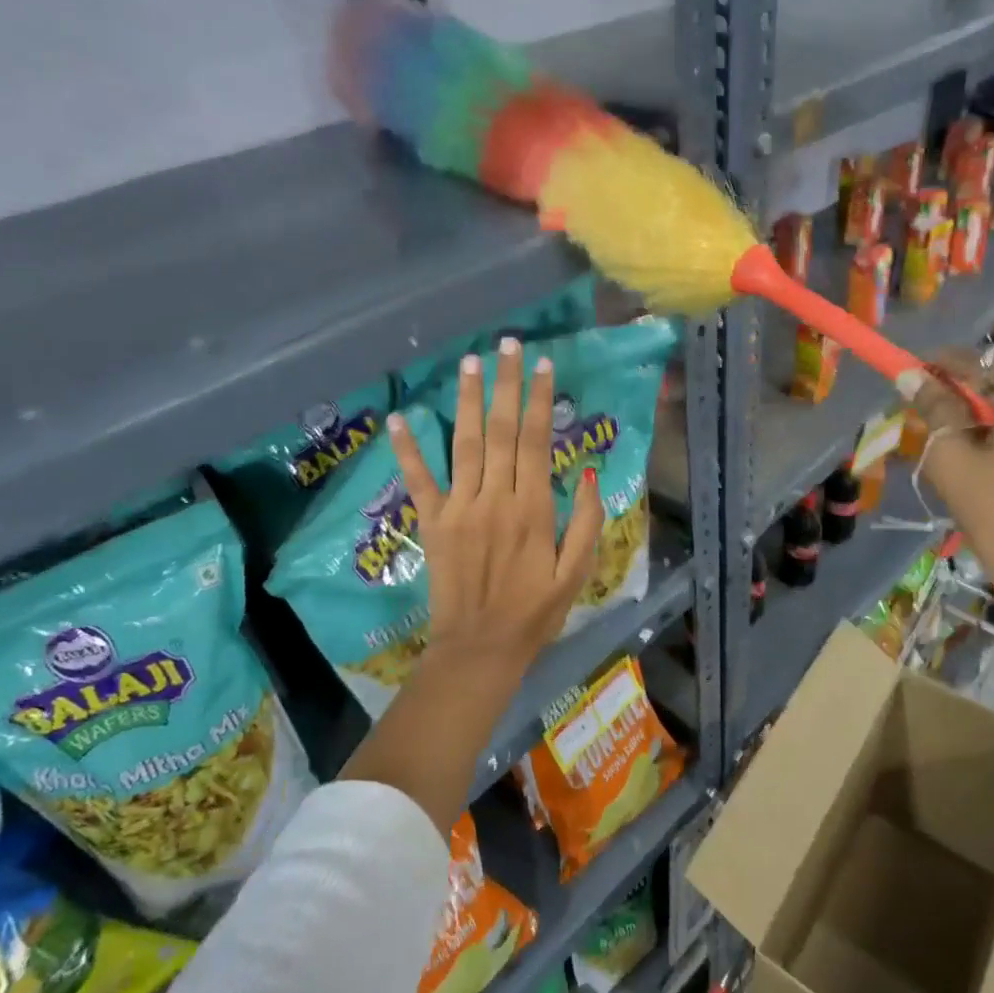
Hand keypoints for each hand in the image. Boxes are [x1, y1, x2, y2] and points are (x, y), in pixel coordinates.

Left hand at [386, 338, 604, 683]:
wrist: (481, 649)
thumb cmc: (535, 612)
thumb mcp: (577, 573)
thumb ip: (588, 522)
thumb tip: (593, 474)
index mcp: (534, 508)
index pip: (538, 441)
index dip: (539, 399)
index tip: (542, 363)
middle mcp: (495, 498)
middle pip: (503, 431)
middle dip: (505, 384)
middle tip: (506, 343)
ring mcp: (460, 508)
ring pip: (466, 444)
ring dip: (468, 400)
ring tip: (470, 361)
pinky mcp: (432, 523)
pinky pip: (419, 480)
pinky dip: (408, 448)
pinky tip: (400, 416)